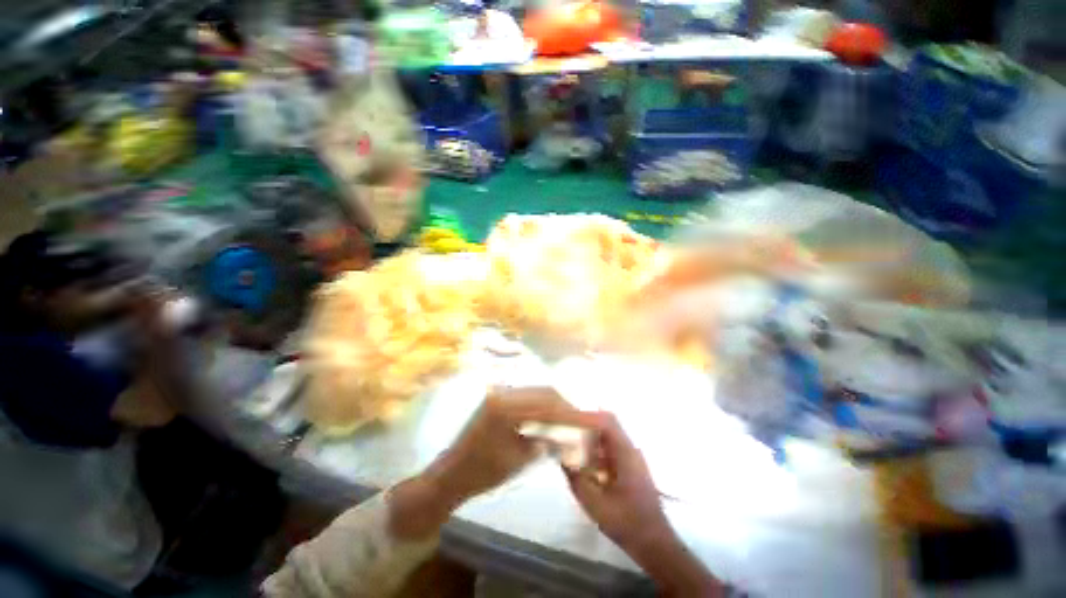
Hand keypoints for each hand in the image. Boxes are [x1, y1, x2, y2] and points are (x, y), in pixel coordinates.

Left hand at [390, 387, 597, 539]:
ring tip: (573, 423)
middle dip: (566, 408)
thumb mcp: (520, 458)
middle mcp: (504, 391)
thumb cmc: (482, 471)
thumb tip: (575, 434)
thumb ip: (548, 440)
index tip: (591, 422)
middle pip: (544, 393)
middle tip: (584, 424)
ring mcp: (501, 393)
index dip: (571, 412)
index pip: (547, 403)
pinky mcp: (501, 400)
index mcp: (506, 404)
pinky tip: (554, 421)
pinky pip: (529, 400)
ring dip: (557, 408)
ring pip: (538, 394)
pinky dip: (544, 409)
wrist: (451, 474)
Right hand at [566, 412, 672, 555]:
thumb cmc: (626, 522)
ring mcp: (632, 458)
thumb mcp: (594, 503)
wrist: (654, 544)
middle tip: (565, 430)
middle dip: (585, 425)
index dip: (586, 416)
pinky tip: (583, 464)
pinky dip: (595, 451)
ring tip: (570, 445)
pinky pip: (610, 450)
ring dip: (590, 438)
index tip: (567, 420)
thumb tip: (562, 456)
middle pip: (606, 425)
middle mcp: (630, 449)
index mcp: (625, 453)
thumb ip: (576, 478)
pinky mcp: (630, 468)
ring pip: (608, 437)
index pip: (606, 420)